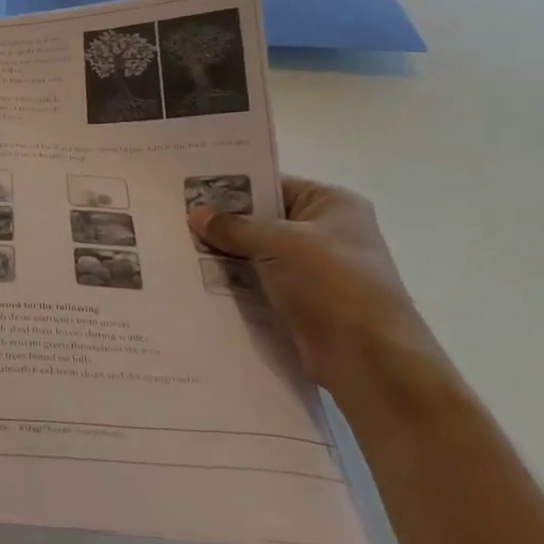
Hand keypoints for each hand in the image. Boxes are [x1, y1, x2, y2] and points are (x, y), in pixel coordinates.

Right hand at [187, 176, 446, 400]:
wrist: (369, 359)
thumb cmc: (332, 283)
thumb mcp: (278, 243)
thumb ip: (234, 228)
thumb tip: (196, 215)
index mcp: (332, 204)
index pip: (272, 184)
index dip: (231, 186)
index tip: (188, 188)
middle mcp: (325, 232)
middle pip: (261, 219)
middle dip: (222, 222)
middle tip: (174, 217)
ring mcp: (312, 270)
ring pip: (255, 253)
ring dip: (223, 254)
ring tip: (175, 246)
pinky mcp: (299, 302)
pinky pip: (257, 283)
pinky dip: (232, 282)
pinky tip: (194, 278)